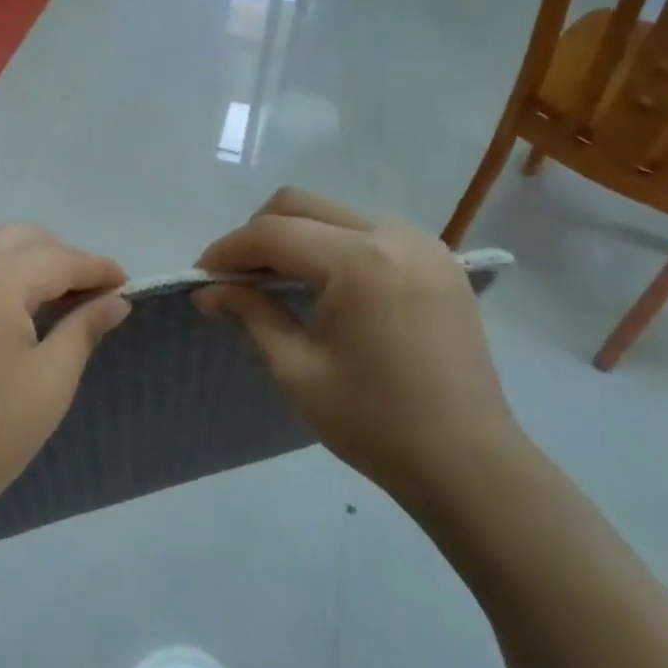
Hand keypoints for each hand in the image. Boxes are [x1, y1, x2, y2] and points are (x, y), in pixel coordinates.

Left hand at [0, 225, 129, 555]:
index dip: (96, 267)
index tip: (123, 282)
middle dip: (57, 256)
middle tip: (83, 291)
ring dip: (14, 266)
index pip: (56, 258)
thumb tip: (116, 300)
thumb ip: (83, 328)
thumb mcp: (50, 383)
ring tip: (37, 302)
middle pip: (16, 239)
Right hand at [195, 187, 518, 500]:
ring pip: (335, 213)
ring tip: (276, 282)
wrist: (467, 462)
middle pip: (301, 204)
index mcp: (359, 262)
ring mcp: (423, 244)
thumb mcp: (295, 369)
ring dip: (296, 236)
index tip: (200, 278)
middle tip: (235, 278)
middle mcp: (393, 235)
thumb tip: (209, 288)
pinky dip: (333, 246)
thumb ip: (250, 313)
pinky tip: (324, 286)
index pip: (272, 232)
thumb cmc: (373, 422)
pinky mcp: (439, 261)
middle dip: (257, 235)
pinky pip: (370, 232)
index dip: (227, 251)